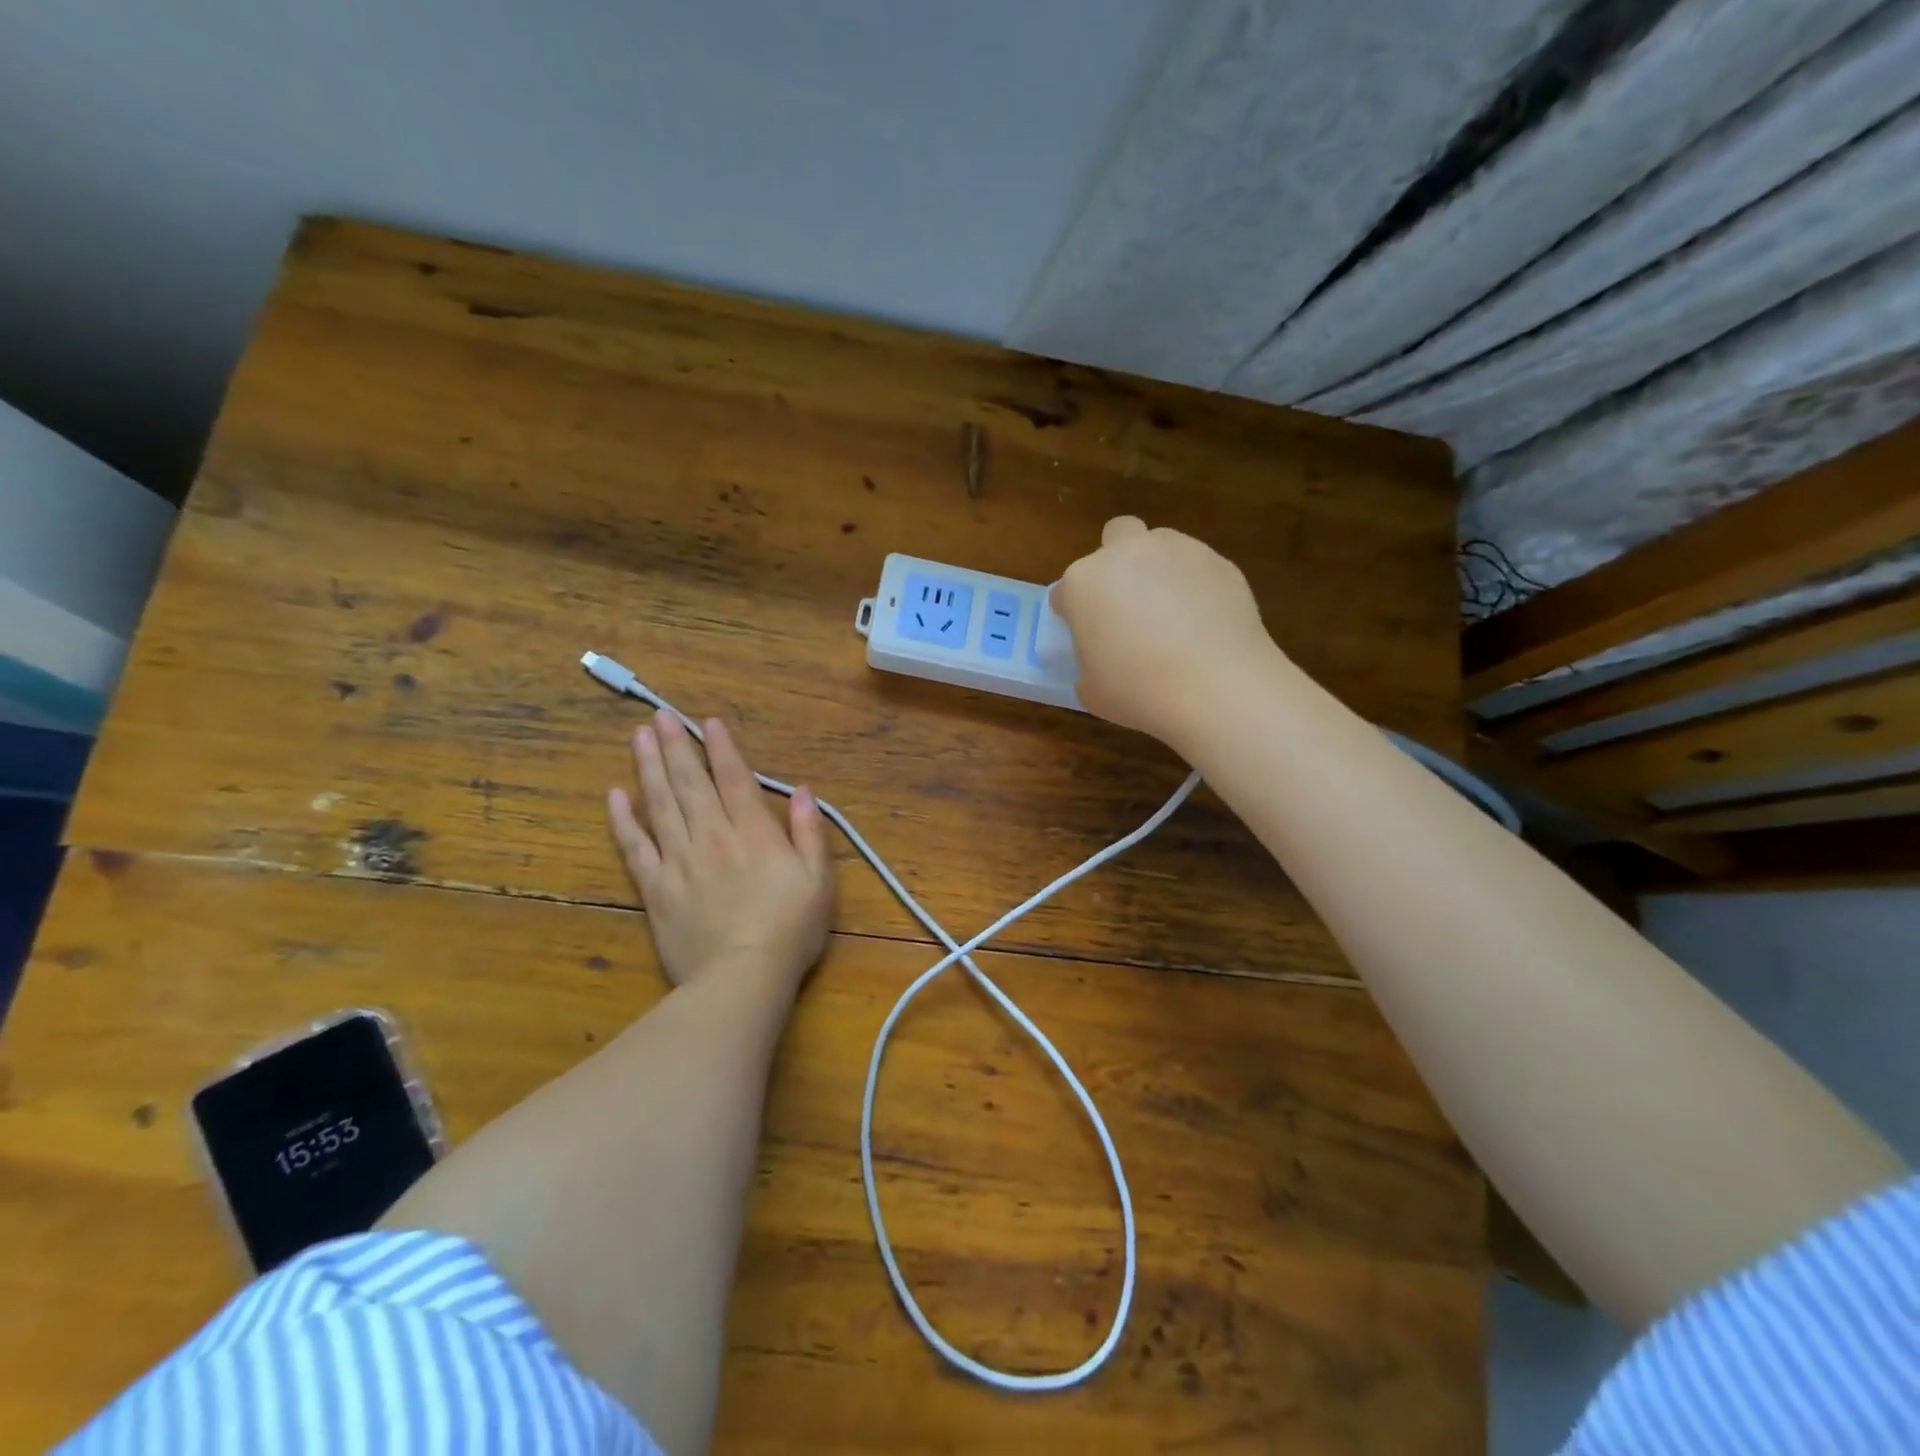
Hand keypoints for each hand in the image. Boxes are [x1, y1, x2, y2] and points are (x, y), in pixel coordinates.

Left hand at [607, 711, 834, 991]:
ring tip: (638, 737)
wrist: (742, 978)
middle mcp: (712, 836)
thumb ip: (809, 831)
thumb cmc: (790, 929)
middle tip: (660, 715)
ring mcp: (679, 861)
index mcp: (753, 832)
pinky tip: (615, 796)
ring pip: (659, 805)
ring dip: (648, 768)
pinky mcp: (656, 889)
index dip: (721, 748)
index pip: (734, 779)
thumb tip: (802, 791)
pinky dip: (623, 820)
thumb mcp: (818, 879)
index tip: (707, 722)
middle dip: (676, 746)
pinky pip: (635, 847)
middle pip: (690, 783)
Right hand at [1052, 516, 1277, 746]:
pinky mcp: (1220, 562)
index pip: (1066, 591)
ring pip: (1161, 544)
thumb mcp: (1091, 690)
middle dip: (1117, 561)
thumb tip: (1102, 659)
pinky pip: (1199, 568)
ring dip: (1159, 569)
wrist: (1216, 687)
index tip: (1086, 637)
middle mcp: (1127, 554)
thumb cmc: (1137, 691)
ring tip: (1173, 615)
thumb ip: (1088, 663)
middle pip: (1115, 537)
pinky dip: (1197, 587)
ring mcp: (1177, 551)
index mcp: (1084, 582)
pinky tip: (1205, 624)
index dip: (1074, 614)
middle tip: (1127, 604)